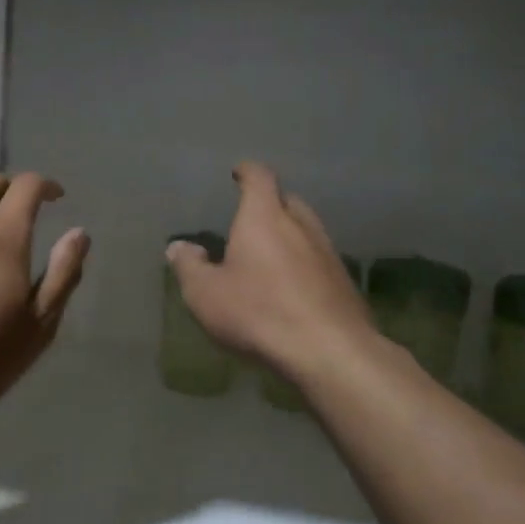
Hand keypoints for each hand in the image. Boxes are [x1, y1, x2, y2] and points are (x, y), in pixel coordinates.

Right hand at [167, 162, 371, 380]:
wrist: (329, 351)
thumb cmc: (258, 312)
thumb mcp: (205, 293)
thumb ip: (189, 266)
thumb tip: (180, 247)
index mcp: (265, 218)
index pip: (259, 179)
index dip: (248, 172)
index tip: (239, 172)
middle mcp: (301, 226)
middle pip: (288, 201)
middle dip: (270, 204)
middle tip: (251, 218)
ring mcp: (328, 254)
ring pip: (307, 231)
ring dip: (290, 235)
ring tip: (270, 253)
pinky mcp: (344, 283)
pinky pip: (319, 261)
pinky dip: (304, 263)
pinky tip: (293, 286)